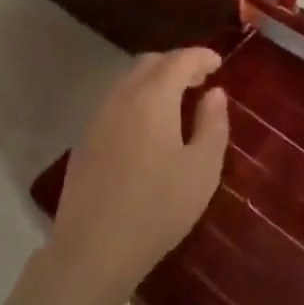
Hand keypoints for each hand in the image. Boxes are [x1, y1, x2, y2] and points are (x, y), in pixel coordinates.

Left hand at [50, 49, 229, 304]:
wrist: (94, 248)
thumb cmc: (158, 208)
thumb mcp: (202, 169)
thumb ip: (212, 124)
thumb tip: (215, 94)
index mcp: (152, 98)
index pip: (179, 60)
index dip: (200, 56)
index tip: (218, 64)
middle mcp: (121, 97)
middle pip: (149, 63)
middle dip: (177, 64)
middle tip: (200, 81)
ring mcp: (98, 117)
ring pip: (128, 81)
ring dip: (155, 81)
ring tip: (178, 103)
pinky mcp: (85, 138)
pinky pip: (116, 102)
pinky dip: (137, 99)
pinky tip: (149, 127)